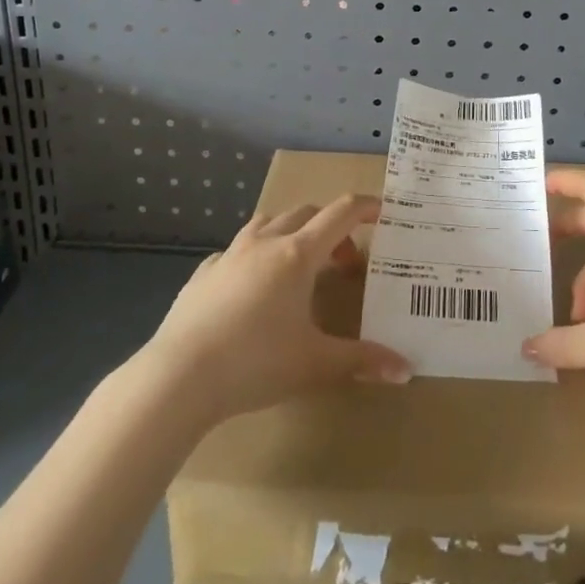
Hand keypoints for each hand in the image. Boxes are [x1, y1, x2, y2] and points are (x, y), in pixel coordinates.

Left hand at [141, 195, 410, 424]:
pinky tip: (251, 288)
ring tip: (298, 268)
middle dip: (331, 229)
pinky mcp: (204, 272)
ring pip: (269, 222)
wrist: (178, 377)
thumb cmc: (256, 364)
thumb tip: (406, 370)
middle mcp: (266, 242)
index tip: (384, 212)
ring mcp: (230, 253)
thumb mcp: (315, 365)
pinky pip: (236, 250)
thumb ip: (362, 361)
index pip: (341, 213)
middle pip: (307, 213)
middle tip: (343, 263)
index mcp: (298, 254)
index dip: (366, 206)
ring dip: (291, 233)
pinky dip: (254, 257)